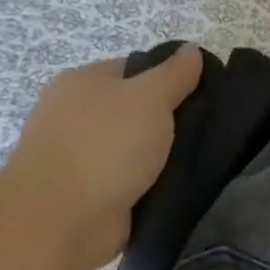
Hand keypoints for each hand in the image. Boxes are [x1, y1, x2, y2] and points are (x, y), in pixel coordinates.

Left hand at [0, 46, 203, 269]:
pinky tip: (177, 185)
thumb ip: (174, 74)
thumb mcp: (150, 98)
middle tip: (208, 129)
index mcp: (82, 82)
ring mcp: (78, 155)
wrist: (61, 219)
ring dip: (161, 155)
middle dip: (169, 120)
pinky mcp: (87, 192)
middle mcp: (74, 114)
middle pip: (135, 109)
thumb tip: (191, 49)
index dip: (170, 78)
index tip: (204, 95)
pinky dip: (149, 182)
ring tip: (200, 160)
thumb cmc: (105, 146)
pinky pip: (129, 178)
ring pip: (134, 146)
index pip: (135, 69)